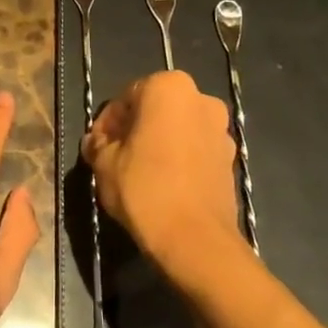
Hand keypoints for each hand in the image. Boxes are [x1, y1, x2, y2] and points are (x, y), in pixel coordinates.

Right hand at [81, 71, 242, 263]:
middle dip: (135, 129)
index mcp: (169, 88)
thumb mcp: (104, 164)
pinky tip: (163, 183)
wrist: (194, 238)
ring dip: (158, 143)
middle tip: (115, 157)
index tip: (98, 146)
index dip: (108, 123)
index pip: (127, 97)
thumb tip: (96, 142)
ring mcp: (221, 129)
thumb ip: (98, 144)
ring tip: (139, 173)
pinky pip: (196, 149)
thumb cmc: (144, 189)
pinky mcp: (231, 158)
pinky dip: (179, 159)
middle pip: (156, 109)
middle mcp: (201, 99)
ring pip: (179, 129)